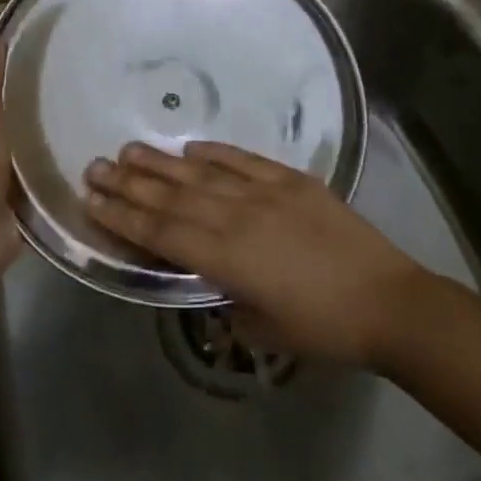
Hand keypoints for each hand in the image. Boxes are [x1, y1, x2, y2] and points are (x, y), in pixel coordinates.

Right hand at [83, 141, 426, 366]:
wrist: (389, 301)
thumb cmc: (325, 329)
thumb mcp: (266, 331)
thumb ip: (231, 308)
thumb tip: (217, 293)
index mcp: (226, 259)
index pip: (161, 233)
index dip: (123, 216)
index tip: (92, 199)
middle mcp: (237, 217)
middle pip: (171, 197)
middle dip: (129, 183)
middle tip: (95, 166)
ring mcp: (265, 193)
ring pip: (201, 175)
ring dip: (162, 163)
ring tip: (129, 150)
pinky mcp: (292, 181)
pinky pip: (243, 161)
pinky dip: (215, 153)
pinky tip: (191, 148)